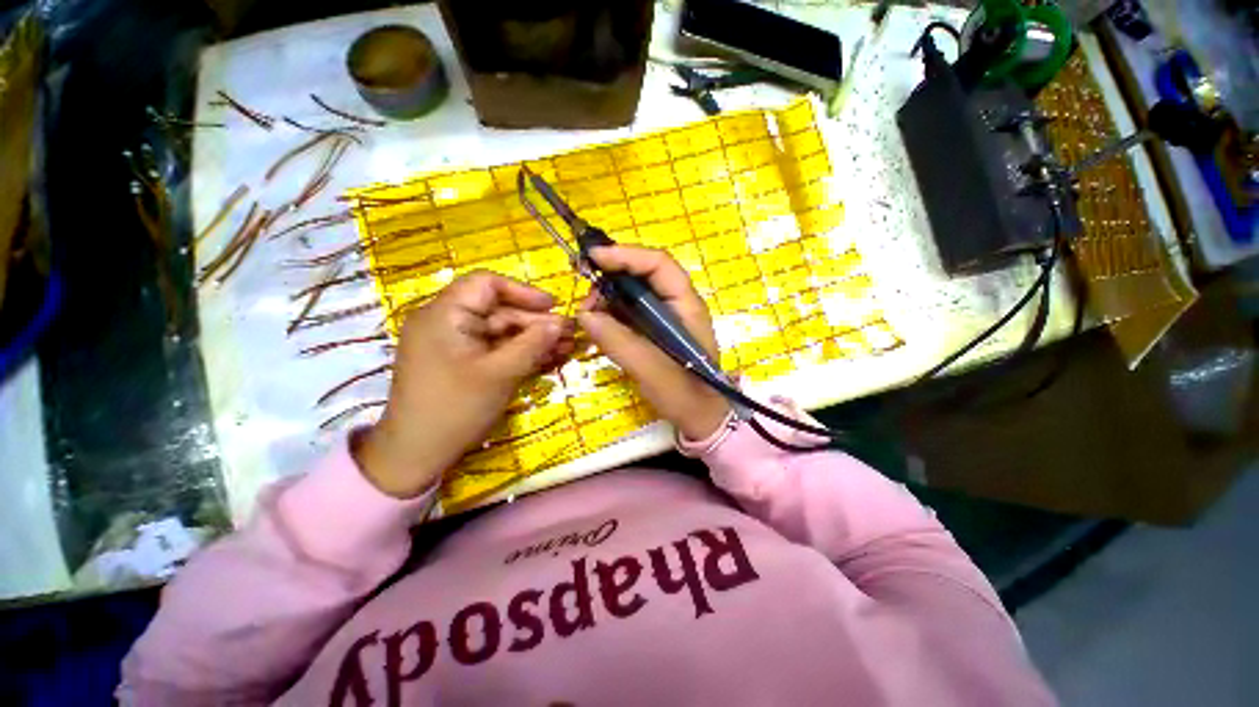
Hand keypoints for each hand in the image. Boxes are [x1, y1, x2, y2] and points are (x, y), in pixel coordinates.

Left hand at [356, 272, 573, 497]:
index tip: (553, 306)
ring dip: (534, 339)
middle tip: (570, 334)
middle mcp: (447, 322)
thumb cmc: (455, 408)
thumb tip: (561, 322)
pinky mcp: (462, 362)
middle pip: (499, 310)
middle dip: (537, 322)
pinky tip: (548, 359)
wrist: (417, 454)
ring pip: (501, 332)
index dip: (524, 292)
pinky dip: (520, 353)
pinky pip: (495, 349)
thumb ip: (533, 343)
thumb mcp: (500, 373)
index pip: (487, 284)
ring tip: (567, 348)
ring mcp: (455, 344)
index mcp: (445, 314)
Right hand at [577, 246, 730, 440]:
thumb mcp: (652, 370)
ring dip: (608, 297)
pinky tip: (598, 325)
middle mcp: (676, 304)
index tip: (593, 258)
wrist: (699, 418)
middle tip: (586, 297)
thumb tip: (584, 315)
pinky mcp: (653, 330)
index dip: (626, 255)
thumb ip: (619, 342)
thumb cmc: (684, 394)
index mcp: (686, 305)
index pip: (658, 264)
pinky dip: (610, 314)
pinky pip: (629, 312)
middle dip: (611, 278)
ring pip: (632, 292)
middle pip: (642, 274)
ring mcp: (664, 317)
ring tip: (588, 316)